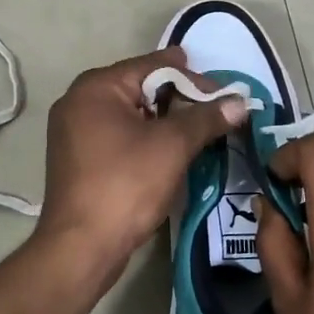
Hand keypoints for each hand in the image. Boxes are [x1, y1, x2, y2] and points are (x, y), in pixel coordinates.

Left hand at [34, 47, 245, 283]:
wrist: (82, 247)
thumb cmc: (126, 185)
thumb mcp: (172, 146)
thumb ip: (206, 118)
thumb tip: (239, 102)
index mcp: (96, 87)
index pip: (154, 66)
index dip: (194, 78)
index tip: (226, 93)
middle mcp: (79, 101)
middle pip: (141, 87)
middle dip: (180, 98)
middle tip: (216, 112)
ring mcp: (74, 131)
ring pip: (131, 113)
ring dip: (165, 121)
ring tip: (200, 132)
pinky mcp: (79, 158)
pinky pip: (119, 135)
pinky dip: (146, 138)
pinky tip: (171, 151)